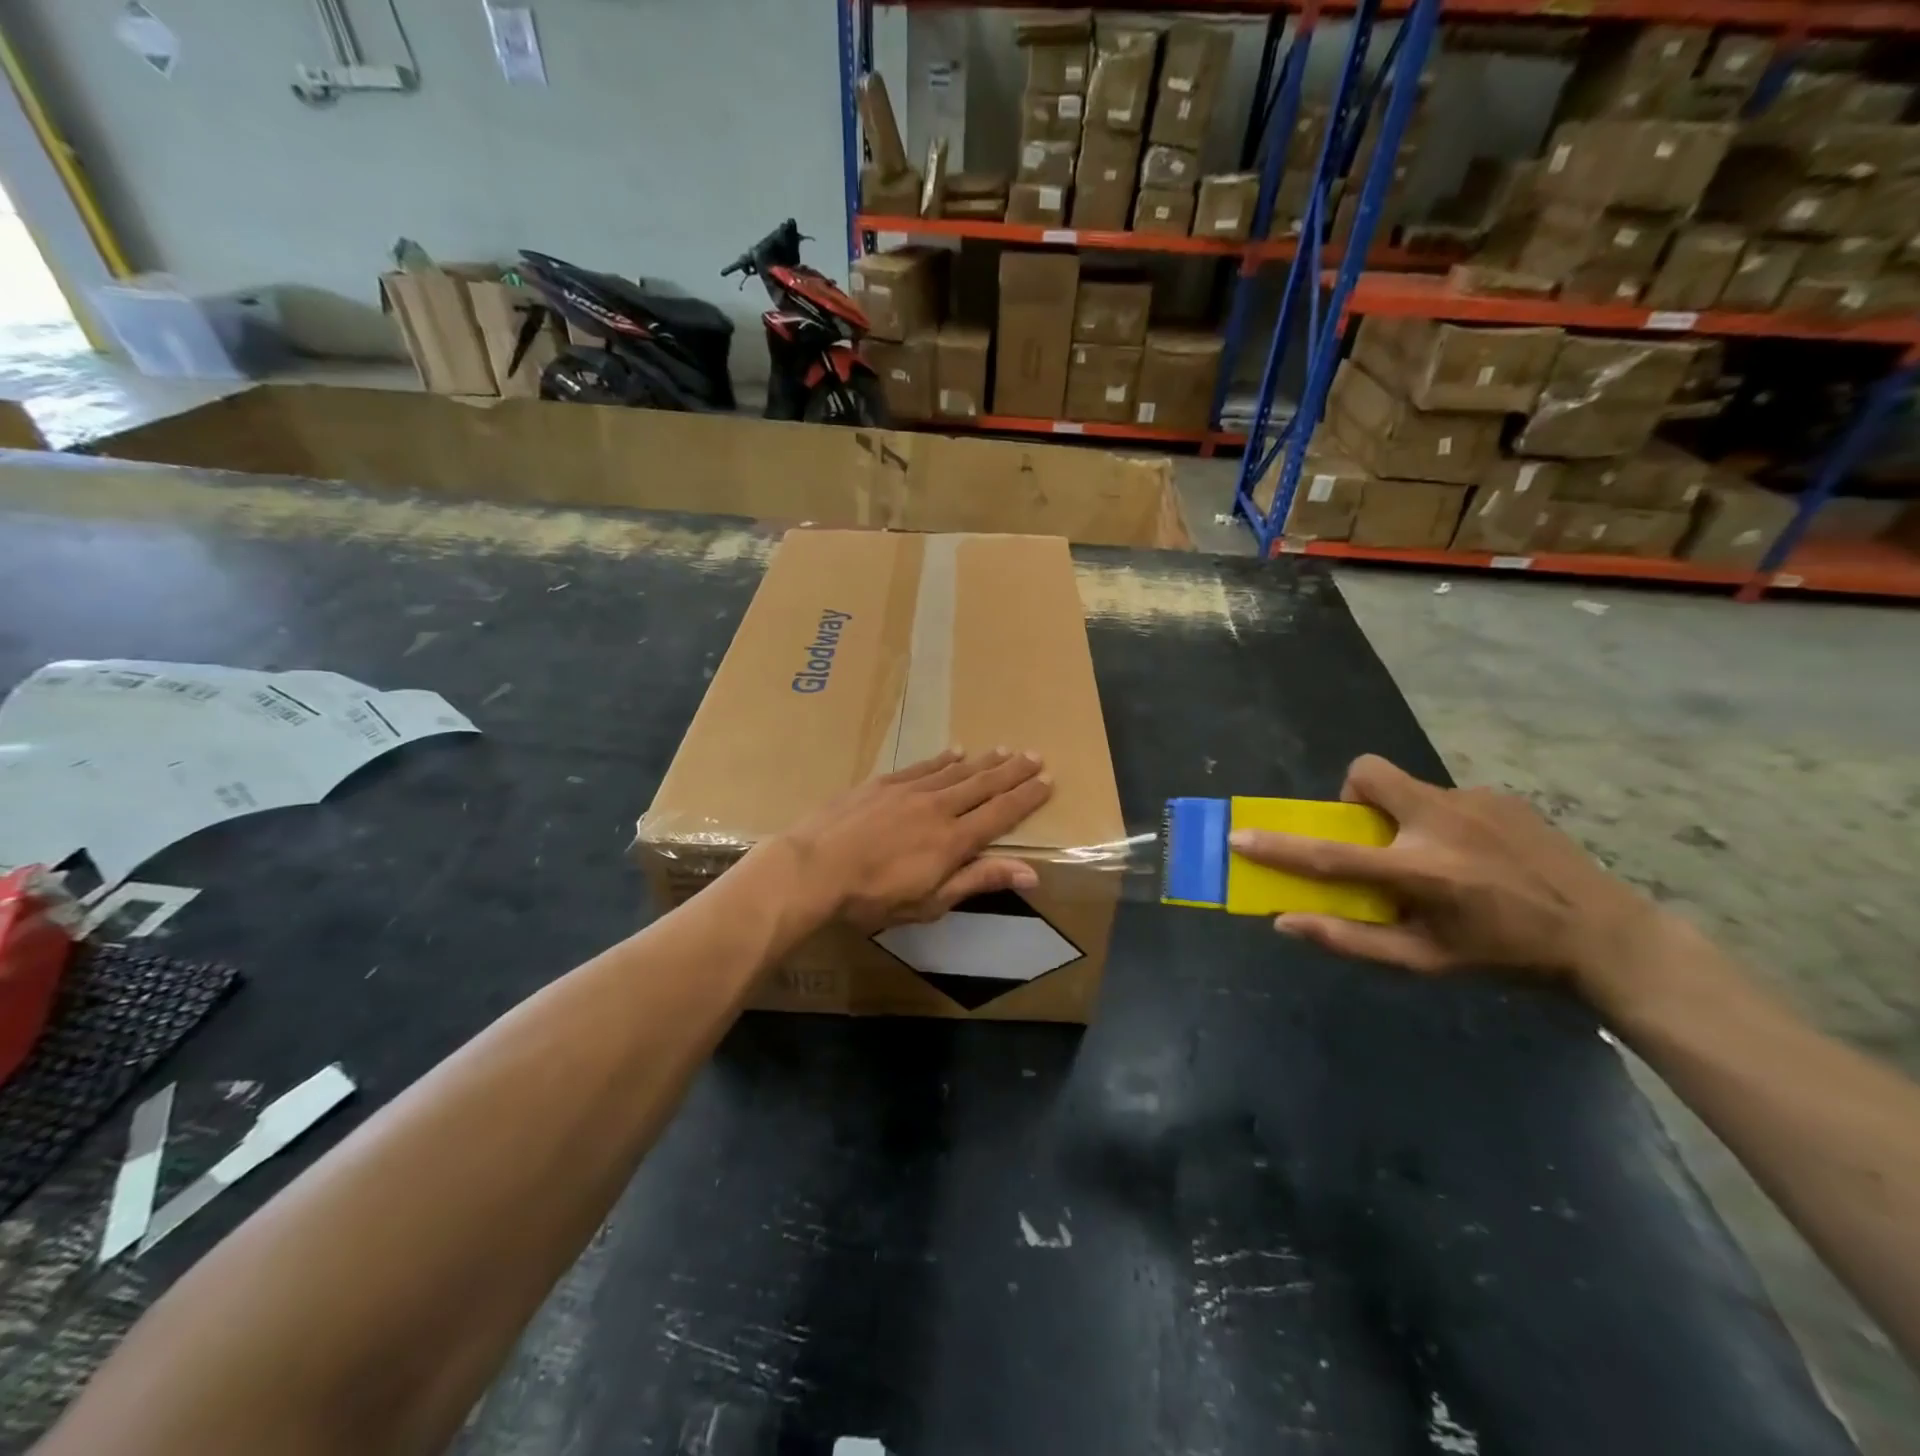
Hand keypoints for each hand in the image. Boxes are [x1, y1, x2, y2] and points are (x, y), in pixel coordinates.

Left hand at [778, 748, 1052, 932]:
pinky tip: (954, 751)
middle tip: (1035, 755)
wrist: (814, 867)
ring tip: (1004, 750)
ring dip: (983, 761)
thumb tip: (1032, 872)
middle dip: (1012, 771)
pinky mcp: (883, 784)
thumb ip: (979, 880)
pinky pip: (923, 766)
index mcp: (954, 840)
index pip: (1001, 813)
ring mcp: (910, 791)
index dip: (1026, 797)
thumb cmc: (873, 896)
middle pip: (984, 785)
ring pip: (956, 771)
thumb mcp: (931, 901)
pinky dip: (942, 759)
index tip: (1047, 781)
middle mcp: (939, 807)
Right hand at [1229, 755, 1671, 995]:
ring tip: (1439, 857)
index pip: (1331, 855)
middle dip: (1353, 798)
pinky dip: (1441, 821)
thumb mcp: (1424, 961)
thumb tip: (1285, 922)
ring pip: (1407, 787)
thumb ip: (1350, 939)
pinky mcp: (1500, 794)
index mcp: (1422, 871)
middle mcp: (1442, 823)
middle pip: (1367, 775)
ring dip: (1402, 816)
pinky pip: (1445, 797)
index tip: (1241, 836)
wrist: (1606, 935)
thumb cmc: (1504, 956)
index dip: (1279, 846)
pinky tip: (1477, 855)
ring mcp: (1475, 801)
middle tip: (1374, 838)